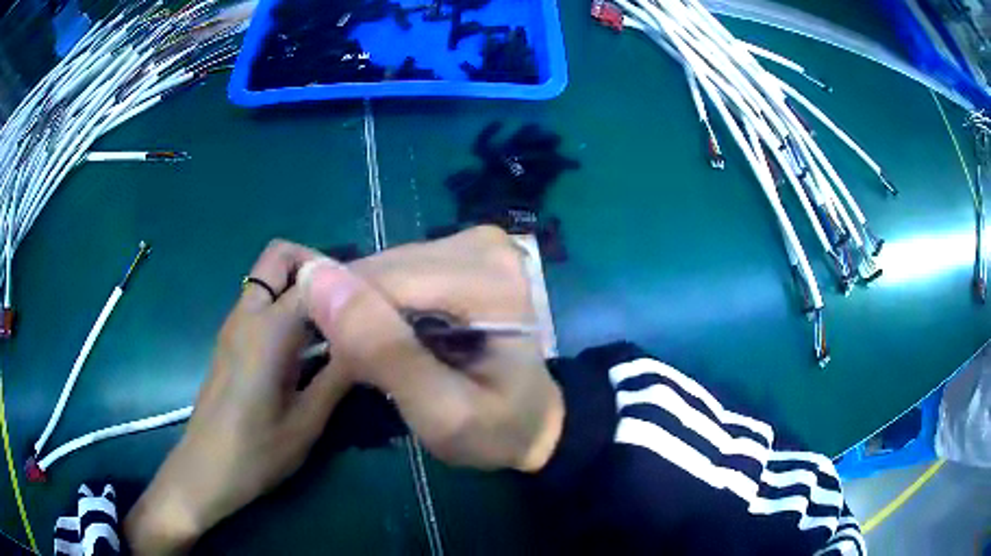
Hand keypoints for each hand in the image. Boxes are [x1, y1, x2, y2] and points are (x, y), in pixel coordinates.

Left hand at [125, 240, 350, 554]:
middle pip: (279, 255)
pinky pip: (261, 300)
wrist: (206, 470)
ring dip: (302, 285)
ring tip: (336, 322)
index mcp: (267, 331)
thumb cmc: (257, 452)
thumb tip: (372, 344)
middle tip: (348, 301)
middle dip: (316, 265)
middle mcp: (247, 315)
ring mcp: (234, 325)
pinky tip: (309, 344)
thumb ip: (339, 376)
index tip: (374, 302)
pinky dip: (287, 304)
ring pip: (269, 275)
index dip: (347, 283)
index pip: (313, 279)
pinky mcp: (231, 339)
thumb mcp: (307, 422)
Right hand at [300, 226, 563, 471]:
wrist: (533, 420)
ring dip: (371, 313)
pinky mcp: (462, 250)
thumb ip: (383, 351)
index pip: (382, 281)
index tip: (354, 370)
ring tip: (390, 356)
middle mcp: (482, 245)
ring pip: (384, 268)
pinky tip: (401, 334)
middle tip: (373, 369)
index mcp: (488, 279)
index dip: (349, 324)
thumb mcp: (441, 413)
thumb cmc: (495, 429)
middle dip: (361, 319)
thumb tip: (315, 278)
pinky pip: (397, 271)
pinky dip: (386, 304)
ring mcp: (474, 242)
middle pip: (381, 270)